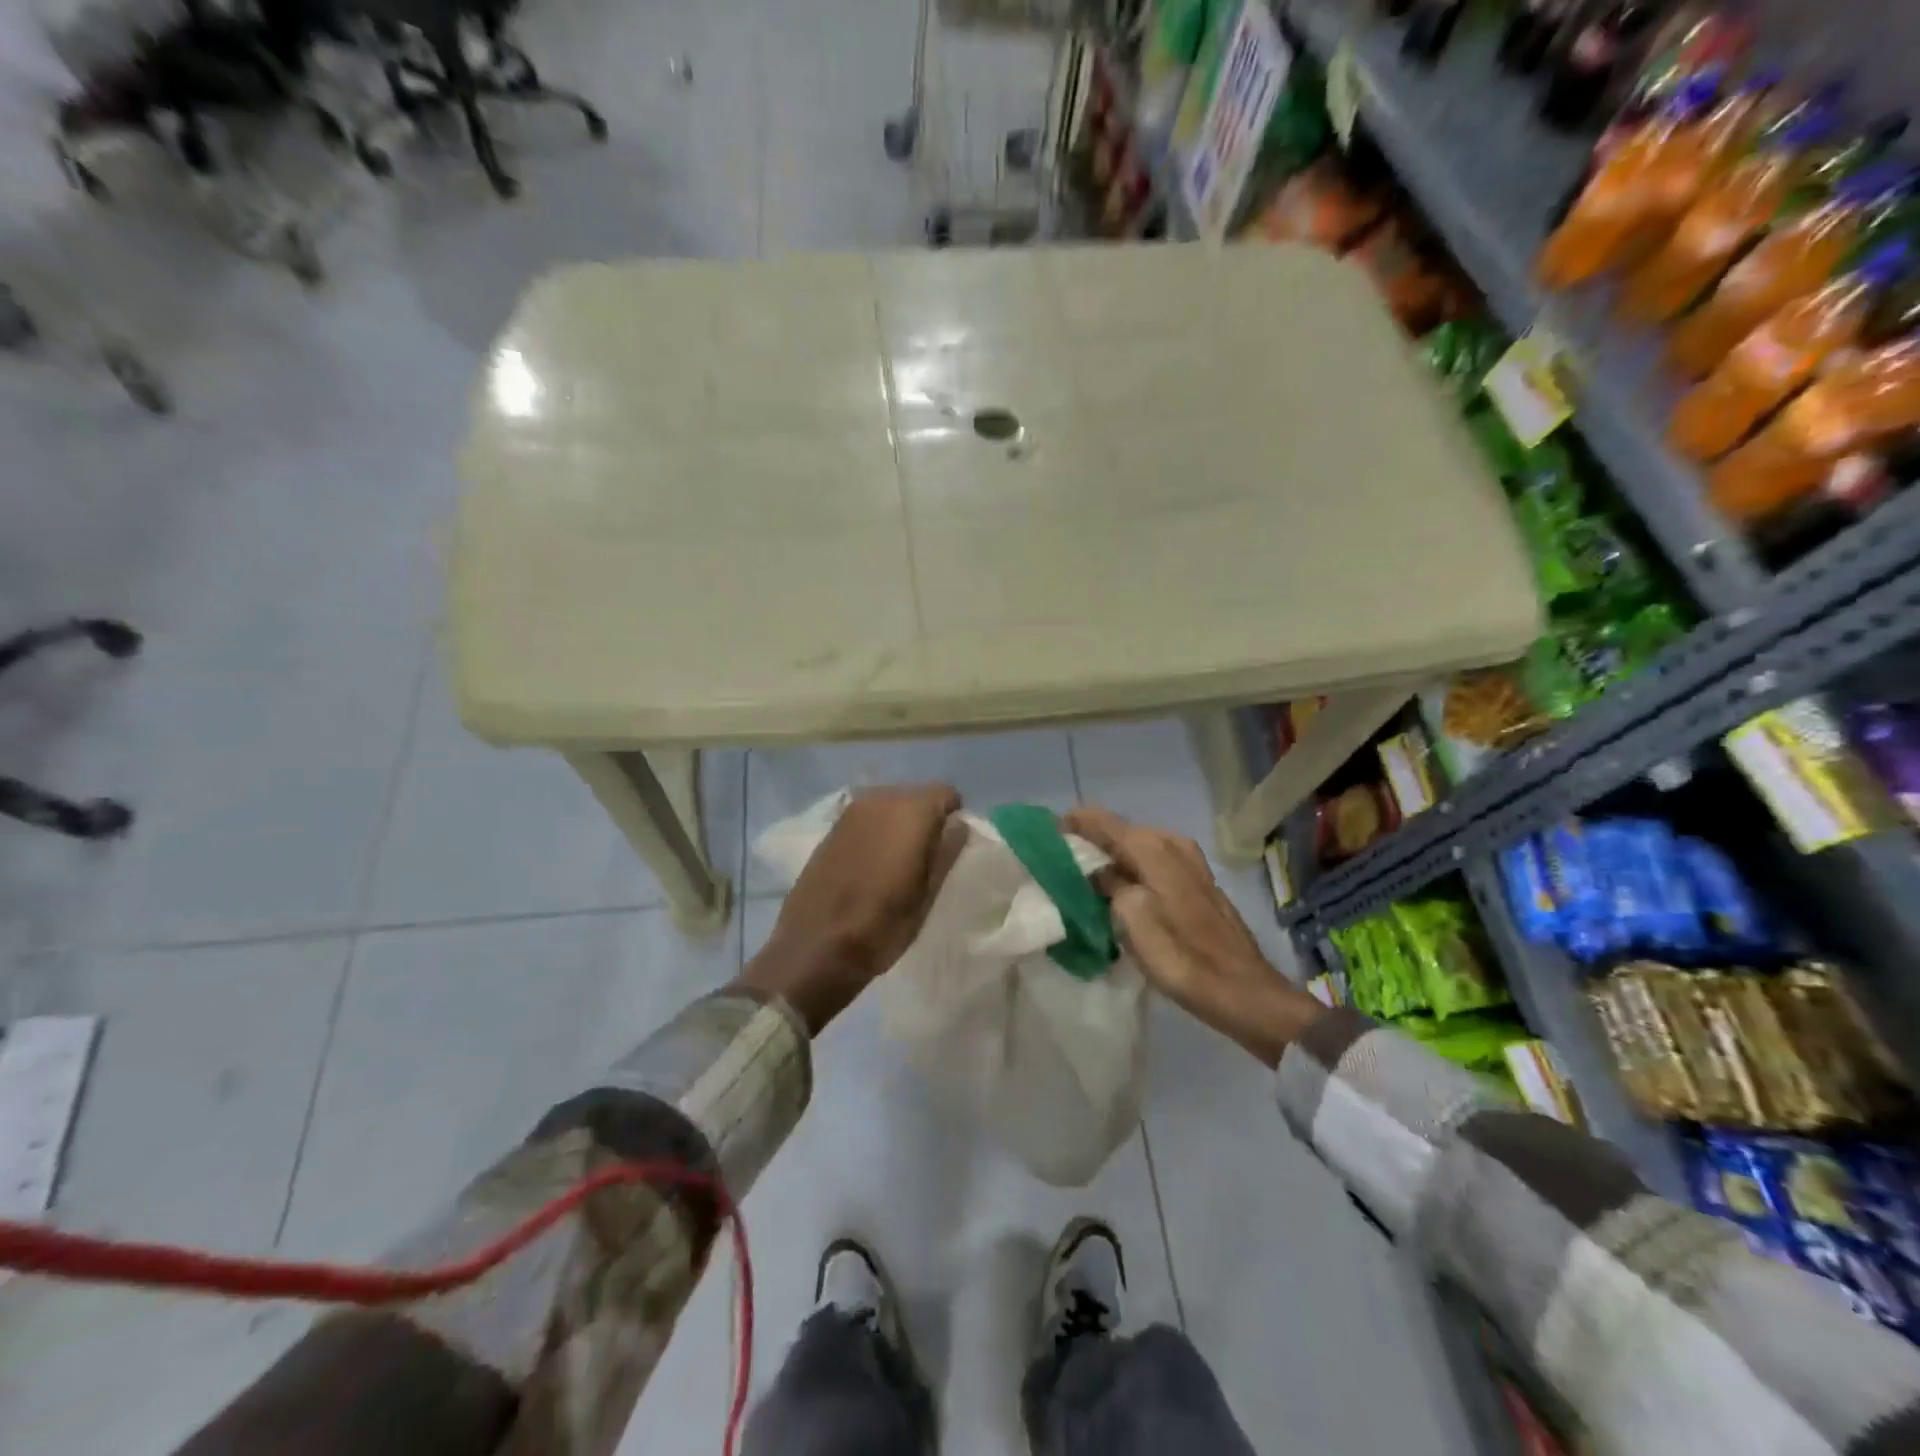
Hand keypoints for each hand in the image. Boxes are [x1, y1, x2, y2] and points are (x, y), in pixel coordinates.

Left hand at [743, 784, 963, 1032]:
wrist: (813, 948)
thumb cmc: (880, 926)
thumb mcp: (927, 895)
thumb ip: (946, 852)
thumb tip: (959, 825)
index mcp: (909, 812)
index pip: (945, 793)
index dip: (952, 820)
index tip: (947, 851)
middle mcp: (878, 799)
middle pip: (916, 796)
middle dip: (925, 821)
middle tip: (925, 860)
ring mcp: (850, 812)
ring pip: (890, 806)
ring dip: (899, 826)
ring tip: (898, 864)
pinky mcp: (831, 829)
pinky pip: (867, 819)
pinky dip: (876, 833)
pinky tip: (870, 866)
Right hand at [1063, 806, 1323, 1066]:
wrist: (1242, 990)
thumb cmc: (1182, 957)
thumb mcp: (1131, 920)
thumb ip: (1108, 886)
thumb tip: (1097, 872)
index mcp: (1152, 847)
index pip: (1100, 820)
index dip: (1071, 824)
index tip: (1045, 838)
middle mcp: (1171, 843)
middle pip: (1119, 831)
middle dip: (1089, 843)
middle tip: (1060, 865)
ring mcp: (1188, 861)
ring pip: (1135, 848)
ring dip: (1110, 859)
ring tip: (1083, 880)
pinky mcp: (1196, 882)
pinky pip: (1151, 864)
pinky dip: (1131, 871)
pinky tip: (1118, 893)